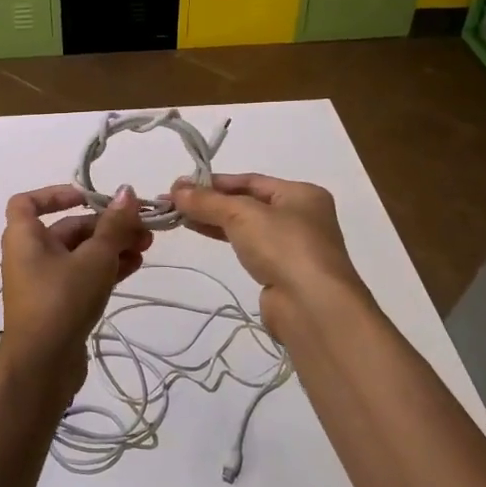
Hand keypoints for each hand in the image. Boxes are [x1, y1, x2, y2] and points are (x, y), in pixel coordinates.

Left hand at [0, 184, 150, 390]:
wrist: (42, 366)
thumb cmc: (62, 300)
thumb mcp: (94, 258)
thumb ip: (113, 225)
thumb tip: (127, 191)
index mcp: (24, 237)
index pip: (27, 202)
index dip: (56, 194)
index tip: (88, 197)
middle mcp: (29, 255)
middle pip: (67, 228)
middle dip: (105, 225)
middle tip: (141, 226)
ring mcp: (43, 282)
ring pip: (80, 254)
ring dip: (111, 246)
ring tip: (147, 246)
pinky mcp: (58, 305)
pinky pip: (83, 276)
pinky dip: (106, 268)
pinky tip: (136, 265)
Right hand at [167, 173, 369, 338]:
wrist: (312, 306)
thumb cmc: (283, 246)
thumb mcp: (242, 215)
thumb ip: (208, 201)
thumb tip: (176, 189)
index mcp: (301, 193)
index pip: (250, 180)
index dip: (214, 182)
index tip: (180, 186)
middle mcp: (301, 216)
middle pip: (247, 202)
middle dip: (210, 201)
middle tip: (173, 202)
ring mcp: (292, 246)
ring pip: (246, 225)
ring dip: (214, 220)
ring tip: (179, 217)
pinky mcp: (281, 271)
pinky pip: (248, 247)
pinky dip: (225, 238)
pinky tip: (202, 233)